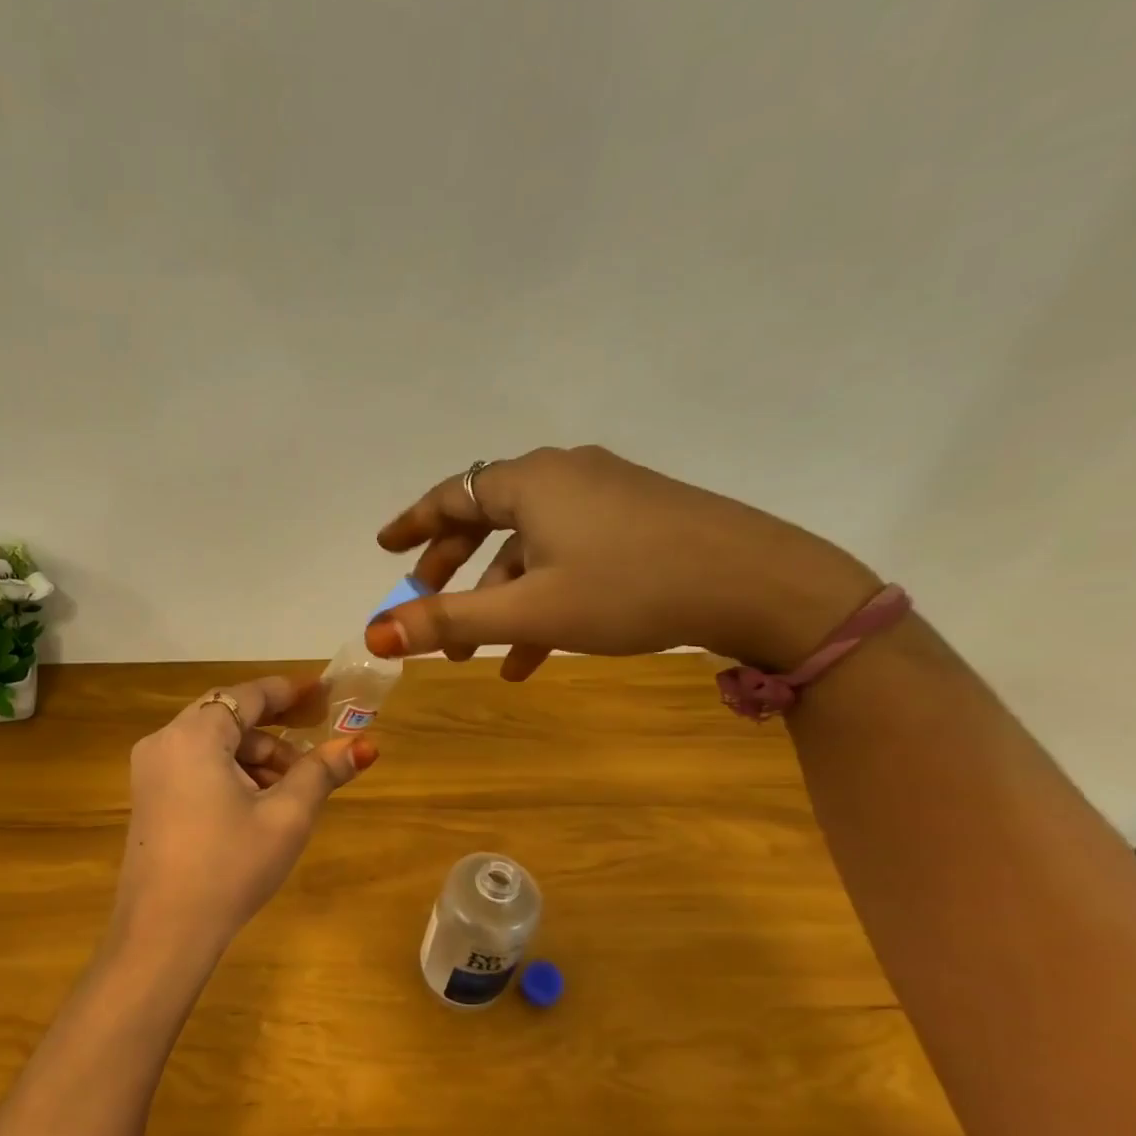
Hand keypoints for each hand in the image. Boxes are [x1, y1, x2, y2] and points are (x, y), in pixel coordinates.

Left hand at [110, 676, 376, 962]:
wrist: (163, 933)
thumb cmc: (229, 866)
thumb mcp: (285, 817)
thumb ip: (321, 773)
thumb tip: (363, 746)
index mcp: (194, 735)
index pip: (248, 695)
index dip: (290, 692)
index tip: (325, 694)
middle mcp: (164, 741)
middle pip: (229, 719)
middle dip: (276, 734)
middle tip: (316, 754)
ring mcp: (150, 770)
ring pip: (214, 745)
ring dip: (256, 758)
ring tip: (292, 794)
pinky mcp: (149, 797)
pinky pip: (196, 766)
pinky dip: (231, 774)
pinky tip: (257, 806)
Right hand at [366, 446, 882, 674]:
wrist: (760, 586)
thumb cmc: (629, 589)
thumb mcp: (529, 611)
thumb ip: (448, 622)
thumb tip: (374, 634)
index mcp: (530, 482)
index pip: (450, 496)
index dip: (412, 524)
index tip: (384, 547)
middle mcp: (563, 476)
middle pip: (485, 520)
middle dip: (451, 571)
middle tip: (425, 608)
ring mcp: (604, 496)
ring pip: (528, 548)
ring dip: (497, 600)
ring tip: (478, 659)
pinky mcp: (636, 522)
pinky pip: (567, 557)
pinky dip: (541, 600)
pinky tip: (533, 658)